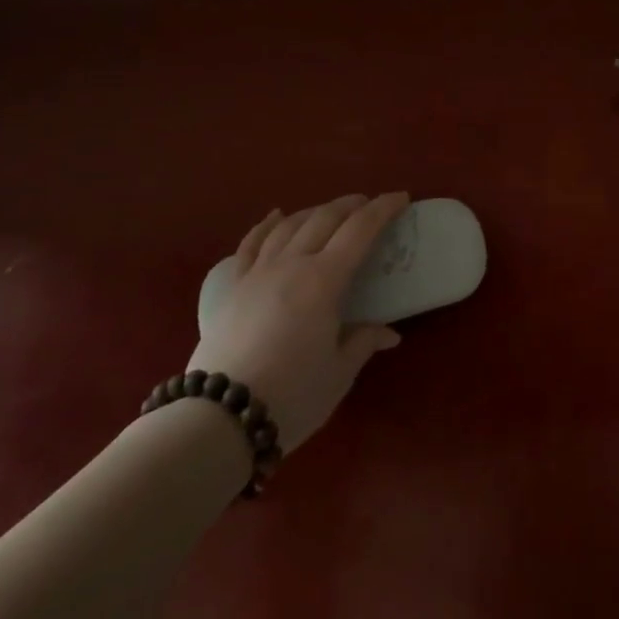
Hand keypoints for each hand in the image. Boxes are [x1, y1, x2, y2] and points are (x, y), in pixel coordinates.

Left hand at [188, 194, 406, 452]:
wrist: (218, 420)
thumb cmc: (291, 396)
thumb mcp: (339, 372)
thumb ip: (363, 341)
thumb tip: (389, 333)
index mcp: (324, 280)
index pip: (360, 230)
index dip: (383, 209)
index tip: (401, 198)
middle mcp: (292, 264)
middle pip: (325, 219)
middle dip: (351, 205)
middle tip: (370, 204)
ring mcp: (258, 273)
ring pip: (290, 225)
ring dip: (315, 211)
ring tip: (332, 210)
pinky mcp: (232, 288)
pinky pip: (250, 244)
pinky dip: (266, 225)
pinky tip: (275, 215)